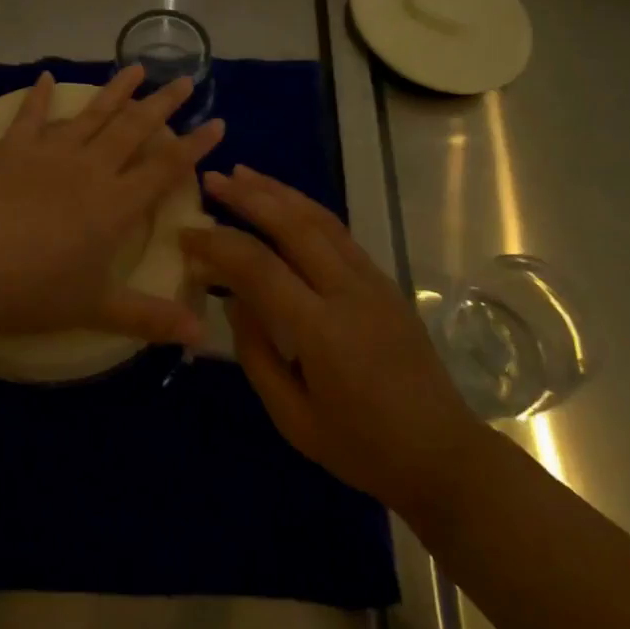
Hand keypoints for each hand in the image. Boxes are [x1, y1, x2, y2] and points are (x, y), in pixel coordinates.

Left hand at [0, 67, 223, 346]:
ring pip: (92, 114)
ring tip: (138, 67)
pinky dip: (40, 96)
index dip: (195, 145)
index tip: (217, 122)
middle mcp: (89, 168)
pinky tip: (47, 78)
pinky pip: (30, 115)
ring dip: (116, 90)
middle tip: (185, 79)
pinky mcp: (11, 149)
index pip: (165, 167)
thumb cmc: (32, 291)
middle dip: (163, 103)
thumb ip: (150, 317)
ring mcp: (49, 152)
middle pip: (134, 128)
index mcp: (115, 203)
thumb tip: (203, 334)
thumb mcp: (96, 309)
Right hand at [184, 166, 479, 522]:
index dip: (218, 245)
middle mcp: (348, 291)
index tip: (186, 235)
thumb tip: (233, 298)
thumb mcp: (294, 419)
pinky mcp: (383, 278)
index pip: (259, 267)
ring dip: (277, 191)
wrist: (443, 454)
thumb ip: (257, 354)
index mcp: (322, 330)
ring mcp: (371, 279)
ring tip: (242, 173)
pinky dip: (305, 207)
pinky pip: (338, 231)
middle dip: (248, 196)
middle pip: (292, 225)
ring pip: (319, 217)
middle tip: (211, 180)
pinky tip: (284, 201)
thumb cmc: (362, 447)